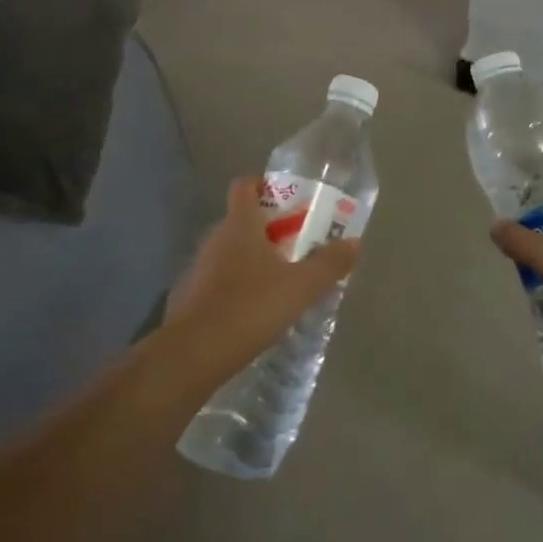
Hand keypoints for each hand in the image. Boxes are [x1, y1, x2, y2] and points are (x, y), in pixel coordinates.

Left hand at [164, 178, 359, 378]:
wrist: (192, 355)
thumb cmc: (249, 308)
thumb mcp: (300, 287)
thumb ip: (328, 264)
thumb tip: (353, 242)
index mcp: (239, 225)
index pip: (244, 186)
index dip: (263, 186)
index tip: (287, 201)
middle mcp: (215, 239)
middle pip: (240, 221)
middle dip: (268, 230)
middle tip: (296, 248)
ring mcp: (197, 269)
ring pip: (229, 253)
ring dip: (252, 261)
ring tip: (279, 284)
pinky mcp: (189, 298)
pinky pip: (217, 282)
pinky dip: (235, 289)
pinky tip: (252, 314)